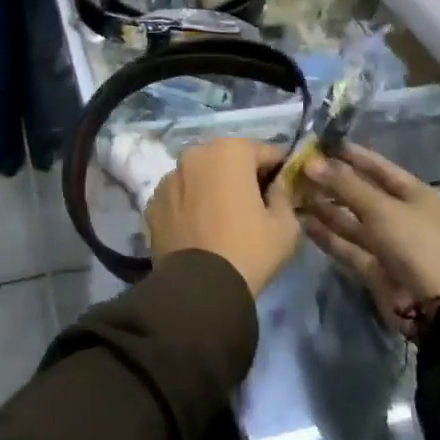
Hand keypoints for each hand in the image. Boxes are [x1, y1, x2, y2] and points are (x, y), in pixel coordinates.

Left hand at [145, 138, 299, 296]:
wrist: (200, 289)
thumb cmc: (249, 249)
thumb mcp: (286, 225)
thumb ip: (284, 195)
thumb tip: (277, 186)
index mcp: (230, 150)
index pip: (266, 152)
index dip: (279, 171)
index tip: (284, 191)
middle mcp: (195, 153)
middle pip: (228, 159)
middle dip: (242, 175)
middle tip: (254, 204)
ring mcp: (169, 176)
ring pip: (200, 175)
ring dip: (212, 187)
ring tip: (223, 218)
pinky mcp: (153, 202)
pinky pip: (180, 196)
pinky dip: (190, 204)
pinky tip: (200, 229)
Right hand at [299, 145, 439, 305]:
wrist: (436, 308)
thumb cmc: (416, 244)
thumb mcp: (381, 208)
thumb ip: (344, 185)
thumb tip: (311, 162)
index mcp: (414, 194)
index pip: (378, 166)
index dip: (350, 154)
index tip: (320, 143)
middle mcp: (400, 215)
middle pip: (361, 193)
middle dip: (331, 181)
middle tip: (298, 169)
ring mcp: (387, 242)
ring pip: (350, 219)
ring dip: (324, 207)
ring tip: (293, 192)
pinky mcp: (373, 266)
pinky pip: (346, 245)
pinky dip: (326, 235)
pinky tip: (302, 222)